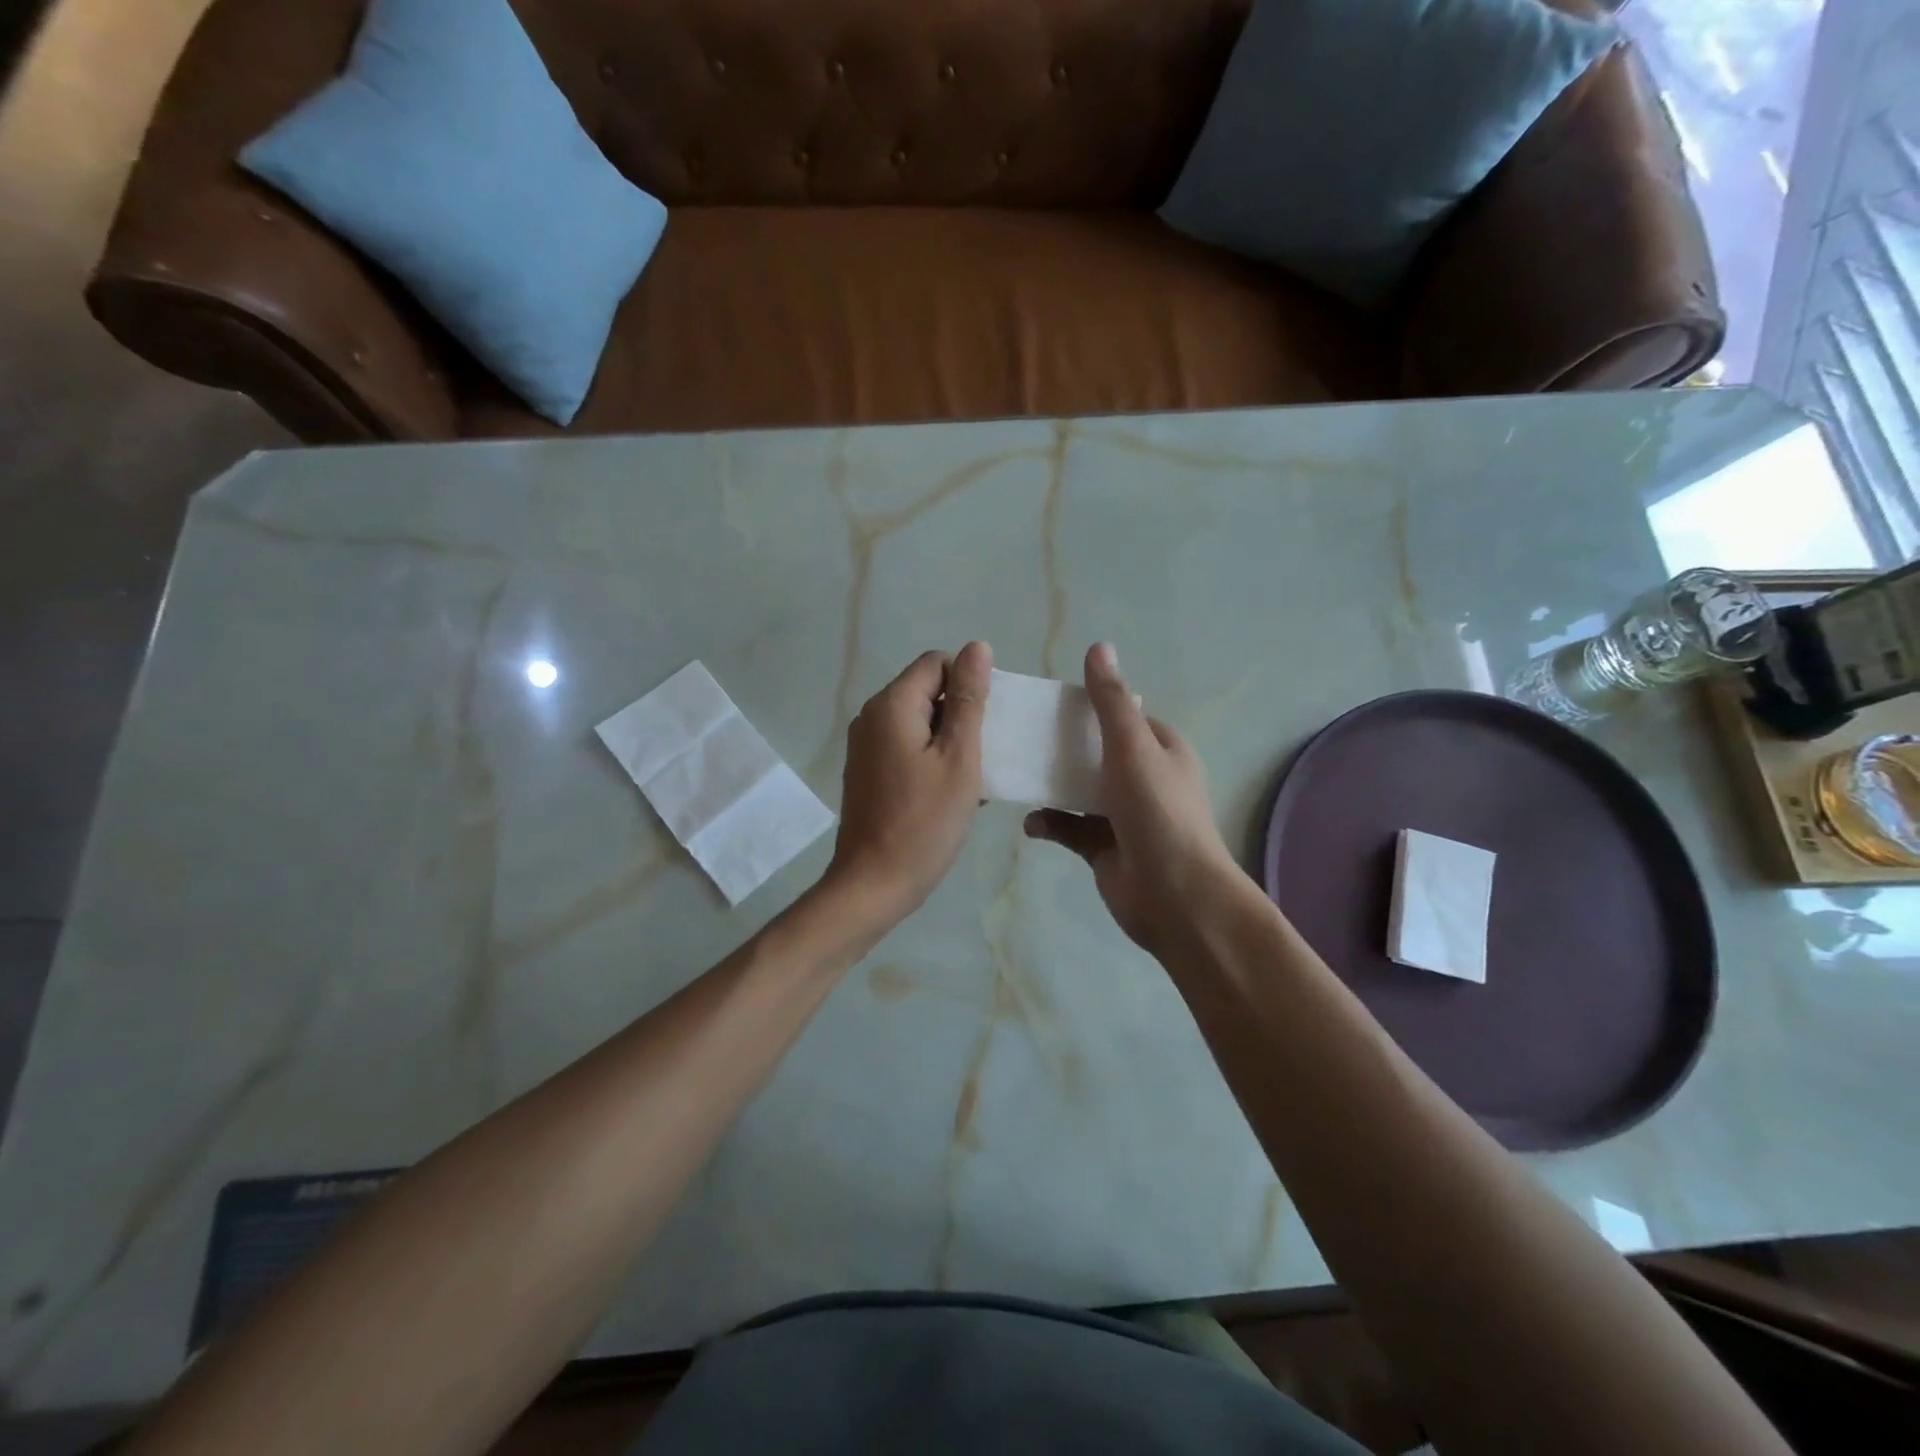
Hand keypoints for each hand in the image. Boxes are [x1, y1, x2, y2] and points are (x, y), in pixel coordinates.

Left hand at [826, 642, 992, 921]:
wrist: (874, 884)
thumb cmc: (924, 822)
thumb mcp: (959, 757)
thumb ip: (969, 700)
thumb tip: (976, 647)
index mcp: (892, 705)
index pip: (937, 663)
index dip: (969, 684)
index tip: (988, 724)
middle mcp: (871, 717)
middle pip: (926, 690)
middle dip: (961, 714)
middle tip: (985, 754)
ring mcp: (865, 746)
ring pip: (919, 722)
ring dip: (950, 741)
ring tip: (971, 778)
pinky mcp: (868, 771)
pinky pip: (906, 748)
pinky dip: (931, 760)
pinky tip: (949, 793)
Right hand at [1024, 643, 1238, 958]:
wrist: (1174, 895)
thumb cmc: (1156, 811)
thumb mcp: (1132, 746)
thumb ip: (1110, 700)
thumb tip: (1099, 646)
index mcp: (1160, 748)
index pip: (1120, 716)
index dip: (1086, 706)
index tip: (1045, 703)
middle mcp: (1143, 777)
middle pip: (1094, 752)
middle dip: (1060, 746)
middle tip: (1020, 736)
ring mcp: (1123, 815)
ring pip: (1078, 790)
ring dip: (1050, 785)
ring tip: (1016, 774)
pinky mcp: (1104, 847)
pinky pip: (1070, 827)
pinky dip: (1050, 823)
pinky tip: (1031, 823)